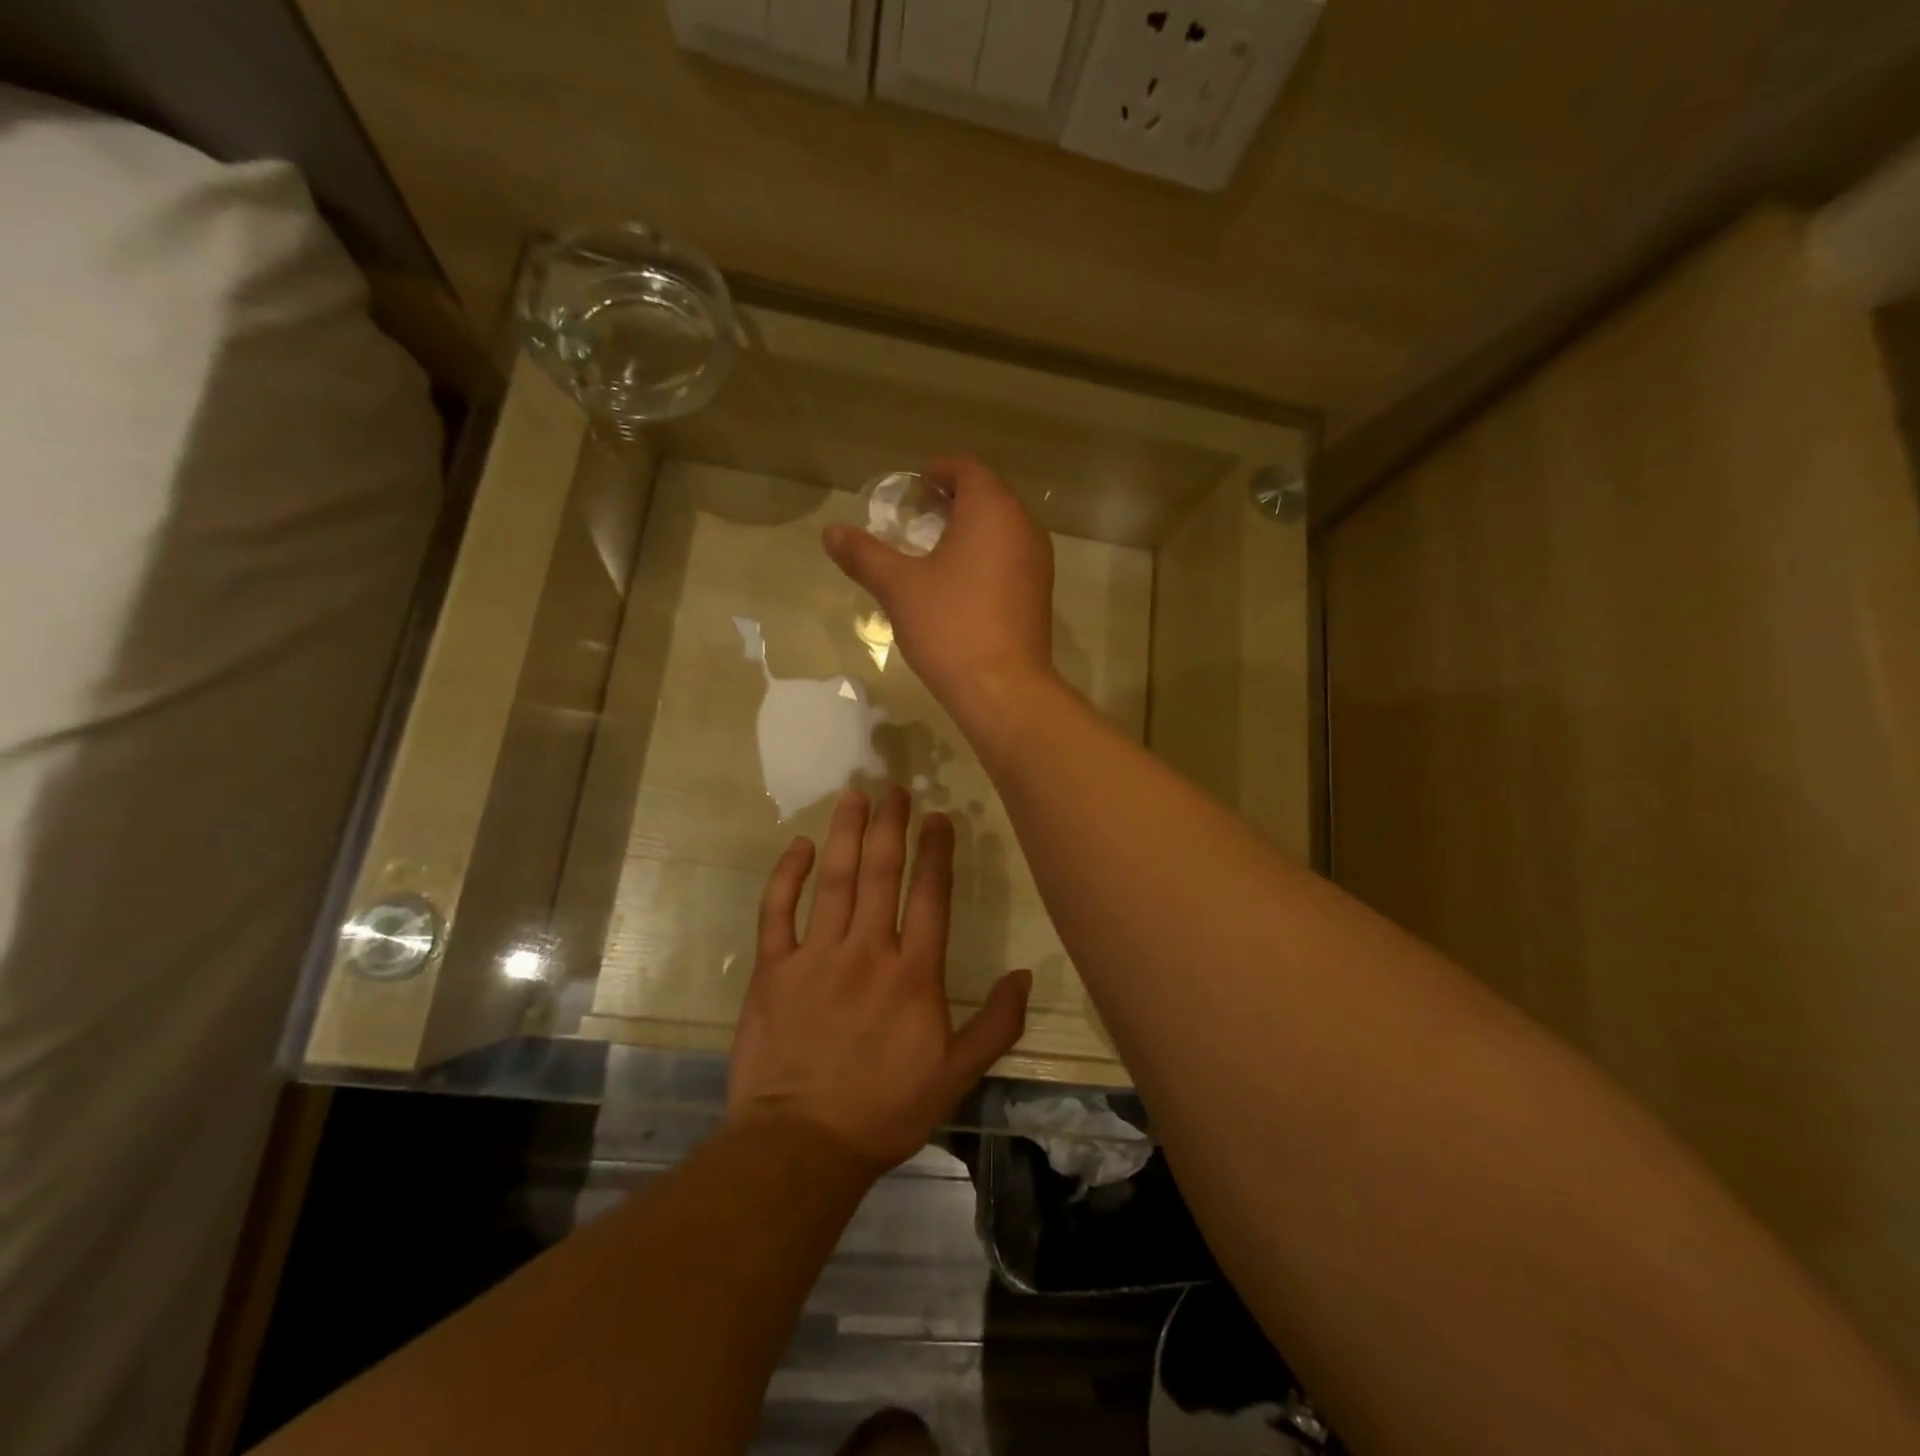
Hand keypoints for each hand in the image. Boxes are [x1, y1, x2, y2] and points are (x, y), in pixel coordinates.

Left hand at [728, 785, 1032, 1169]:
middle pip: (883, 873)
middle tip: (896, 786)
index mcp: (914, 974)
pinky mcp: (773, 969)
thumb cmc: (884, 1110)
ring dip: (847, 833)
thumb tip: (1025, 975)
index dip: (936, 851)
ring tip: (855, 794)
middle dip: (892, 825)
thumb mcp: (956, 1077)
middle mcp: (867, 951)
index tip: (939, 816)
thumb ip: (996, 1025)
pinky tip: (800, 846)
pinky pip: (777, 910)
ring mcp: (816, 956)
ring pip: (835, 879)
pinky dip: (787, 875)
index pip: (931, 895)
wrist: (802, 1144)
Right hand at [824, 457, 1056, 729]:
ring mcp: (1038, 563)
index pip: (967, 469)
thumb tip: (830, 532)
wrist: (1003, 689)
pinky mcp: (1040, 595)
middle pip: (989, 496)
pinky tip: (960, 585)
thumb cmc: (950, 626)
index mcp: (992, 510)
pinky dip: (987, 557)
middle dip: (953, 501)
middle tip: (917, 518)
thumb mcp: (898, 587)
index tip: (913, 487)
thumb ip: (864, 555)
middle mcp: (1024, 527)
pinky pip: (1011, 559)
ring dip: (971, 530)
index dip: (938, 471)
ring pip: (1002, 530)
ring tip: (935, 551)